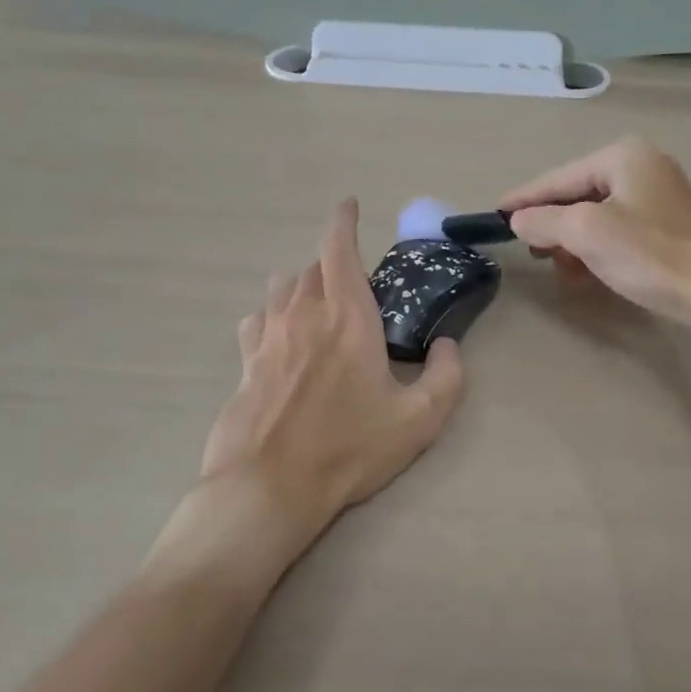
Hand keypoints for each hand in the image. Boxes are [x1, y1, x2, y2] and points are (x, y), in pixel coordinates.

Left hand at [199, 199, 465, 551]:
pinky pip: (257, 320)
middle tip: (353, 287)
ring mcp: (268, 336)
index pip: (339, 249)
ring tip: (317, 305)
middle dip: (333, 265)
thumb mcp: (419, 419)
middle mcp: (303, 314)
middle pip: (312, 268)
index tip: (349, 205)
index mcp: (347, 316)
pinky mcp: (244, 362)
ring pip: (281, 289)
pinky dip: (272, 316)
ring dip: (301, 286)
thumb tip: (447, 345)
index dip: (343, 221)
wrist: (270, 486)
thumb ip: (446, 376)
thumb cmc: (349, 448)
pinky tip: (280, 336)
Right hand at [500, 136, 690, 324]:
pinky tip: (586, 271)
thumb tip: (519, 220)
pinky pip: (616, 229)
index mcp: (623, 156)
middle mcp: (641, 166)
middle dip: (551, 223)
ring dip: (572, 240)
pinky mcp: (667, 224)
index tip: (494, 214)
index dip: (524, 198)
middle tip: (529, 250)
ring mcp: (658, 195)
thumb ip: (544, 220)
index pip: (558, 177)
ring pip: (595, 214)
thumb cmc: (649, 254)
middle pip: (577, 193)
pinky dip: (595, 247)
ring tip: (558, 266)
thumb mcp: (586, 232)